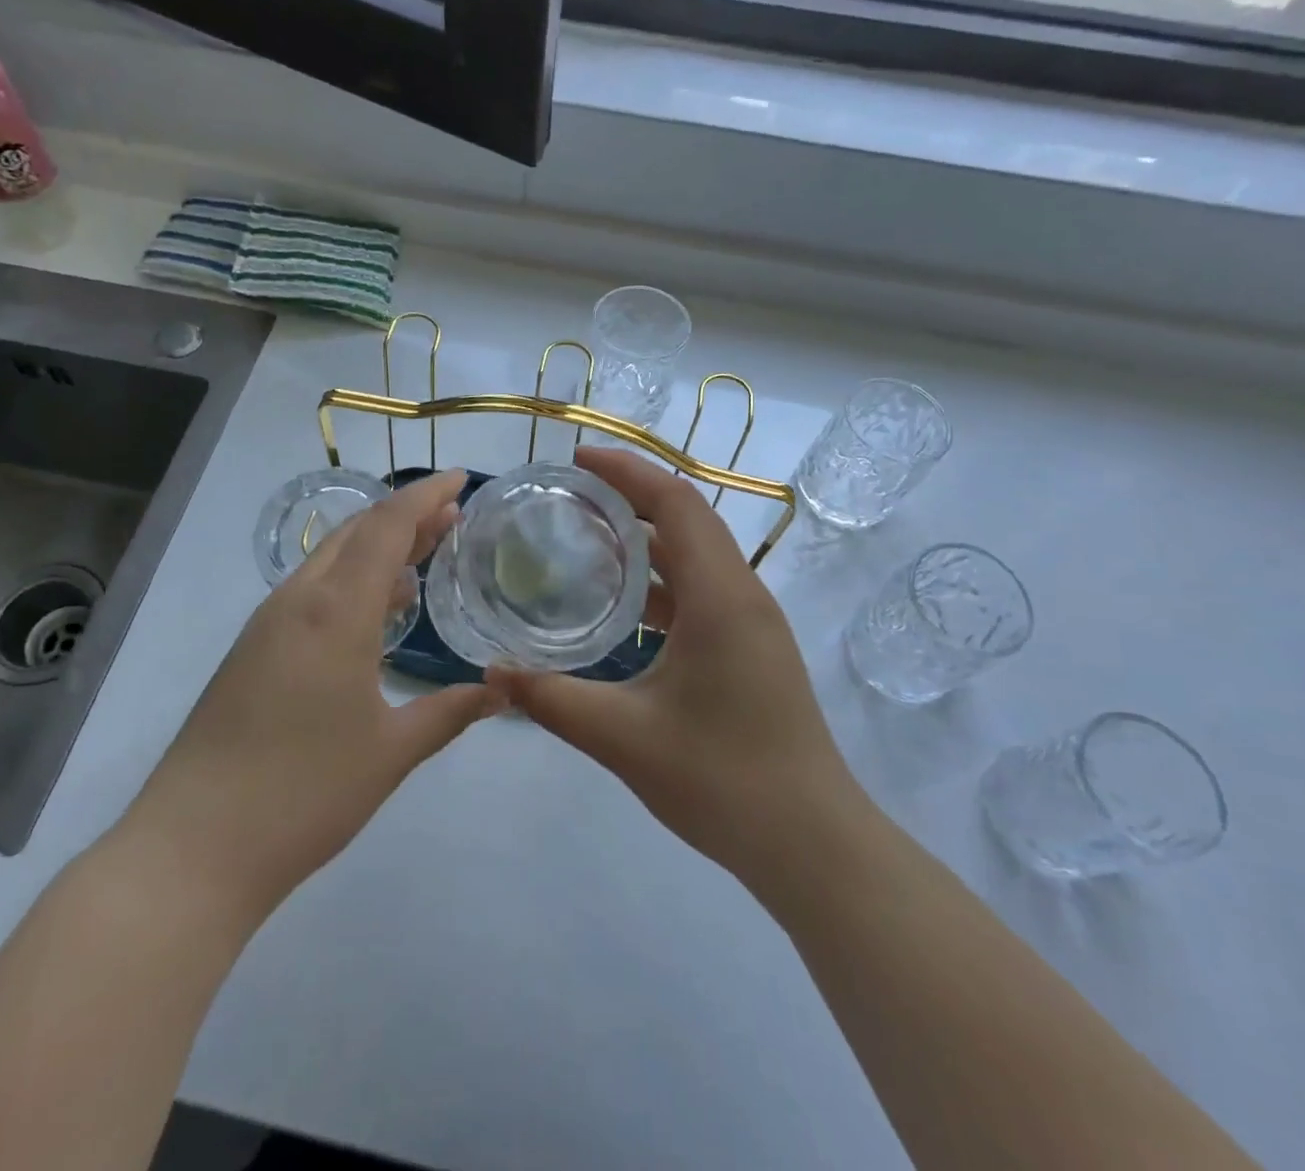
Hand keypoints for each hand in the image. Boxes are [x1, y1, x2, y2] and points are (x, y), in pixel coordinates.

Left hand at [120, 470, 502, 923]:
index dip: (425, 497)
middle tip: (453, 515)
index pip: (386, 528)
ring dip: (377, 547)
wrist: (193, 848)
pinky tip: (375, 610)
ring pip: (330, 560)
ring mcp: (268, 625)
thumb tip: (502, 691)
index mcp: (335, 612)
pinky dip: (351, 580)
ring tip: (423, 554)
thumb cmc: (303, 794)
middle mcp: (298, 602)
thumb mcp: (390, 752)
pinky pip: (311, 591)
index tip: (460, 479)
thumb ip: (449, 712)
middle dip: (406, 516)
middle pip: (356, 533)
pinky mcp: (252, 650)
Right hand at [490, 448, 863, 889]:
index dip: (627, 472)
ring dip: (648, 535)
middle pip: (688, 518)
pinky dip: (662, 576)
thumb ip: (552, 699)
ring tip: (589, 534)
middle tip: (572, 492)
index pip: (675, 504)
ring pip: (697, 553)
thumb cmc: (723, 781)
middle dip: (632, 494)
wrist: (812, 844)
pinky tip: (624, 601)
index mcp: (721, 597)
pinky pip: (703, 587)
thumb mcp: (624, 738)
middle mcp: (743, 594)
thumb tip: (492, 671)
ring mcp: (752, 622)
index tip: (578, 460)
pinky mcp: (751, 647)